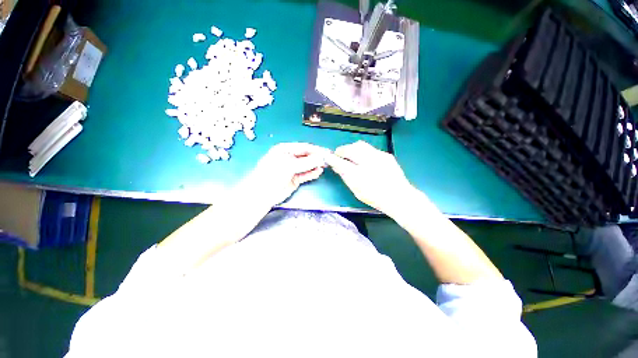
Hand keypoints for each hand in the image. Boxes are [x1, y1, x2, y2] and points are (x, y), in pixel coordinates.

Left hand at [243, 142, 329, 206]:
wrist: (263, 194)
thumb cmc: (273, 174)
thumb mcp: (289, 165)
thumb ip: (306, 162)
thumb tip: (321, 158)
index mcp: (284, 149)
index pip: (303, 147)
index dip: (315, 149)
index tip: (326, 152)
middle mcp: (289, 158)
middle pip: (306, 156)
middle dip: (316, 157)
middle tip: (327, 159)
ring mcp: (292, 169)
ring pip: (307, 165)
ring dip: (315, 165)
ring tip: (325, 166)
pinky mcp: (295, 179)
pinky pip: (306, 174)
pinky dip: (312, 173)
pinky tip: (319, 172)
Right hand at [326, 141, 414, 214]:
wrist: (399, 197)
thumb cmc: (375, 197)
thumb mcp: (356, 189)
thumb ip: (345, 176)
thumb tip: (336, 166)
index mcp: (359, 174)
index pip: (341, 162)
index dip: (333, 158)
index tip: (328, 157)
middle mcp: (369, 162)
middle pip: (351, 148)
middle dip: (343, 150)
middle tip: (340, 155)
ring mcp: (379, 156)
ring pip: (361, 145)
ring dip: (352, 148)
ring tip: (351, 155)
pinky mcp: (386, 155)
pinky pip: (370, 149)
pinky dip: (363, 151)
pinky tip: (365, 159)